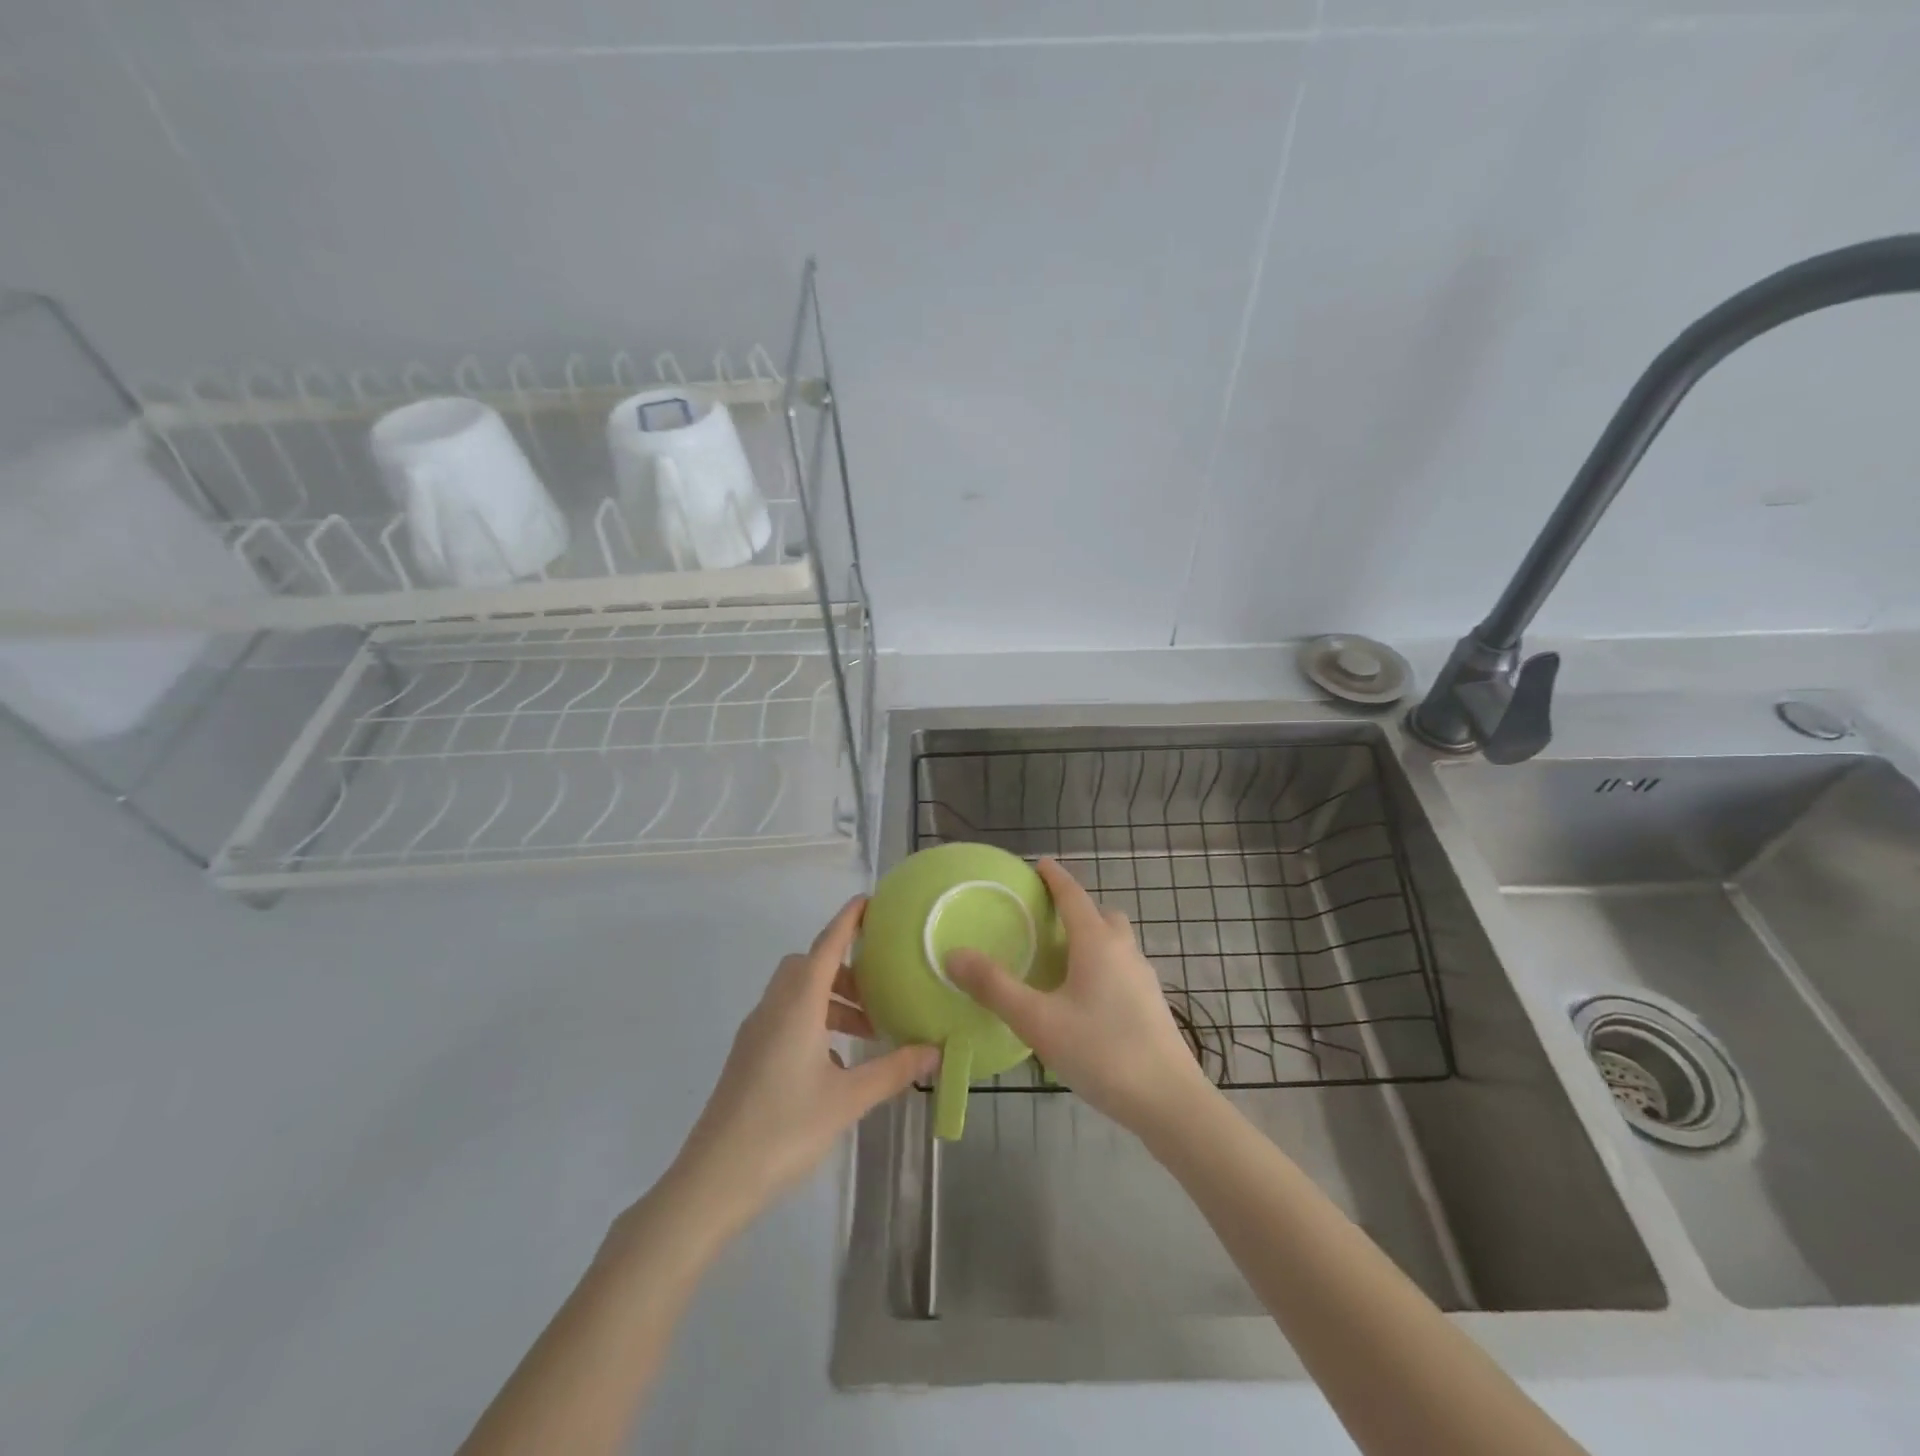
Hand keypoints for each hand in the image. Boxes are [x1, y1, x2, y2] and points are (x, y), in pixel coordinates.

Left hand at [666, 897, 936, 1227]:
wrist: (713, 1179)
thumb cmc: (784, 1128)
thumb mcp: (848, 1099)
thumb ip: (893, 1070)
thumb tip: (935, 1050)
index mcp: (798, 1004)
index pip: (827, 945)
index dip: (848, 920)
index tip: (871, 901)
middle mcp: (774, 1007)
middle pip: (810, 966)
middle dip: (846, 969)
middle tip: (879, 991)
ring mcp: (756, 1031)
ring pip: (797, 993)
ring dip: (832, 1000)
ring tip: (867, 1032)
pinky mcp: (748, 1056)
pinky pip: (786, 1017)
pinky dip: (815, 1022)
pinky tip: (836, 1063)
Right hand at [946, 857, 1214, 1135]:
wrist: (1170, 1102)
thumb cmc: (1101, 1052)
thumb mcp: (1038, 1021)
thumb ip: (994, 987)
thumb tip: (954, 954)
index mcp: (1097, 943)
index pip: (1073, 895)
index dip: (1055, 877)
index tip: (1039, 864)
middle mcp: (1124, 950)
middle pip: (1101, 915)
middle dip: (1076, 909)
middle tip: (1046, 920)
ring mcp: (1143, 978)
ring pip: (1115, 942)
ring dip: (1091, 938)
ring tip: (1060, 960)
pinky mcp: (1151, 1004)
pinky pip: (1122, 967)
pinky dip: (1102, 965)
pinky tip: (1084, 999)